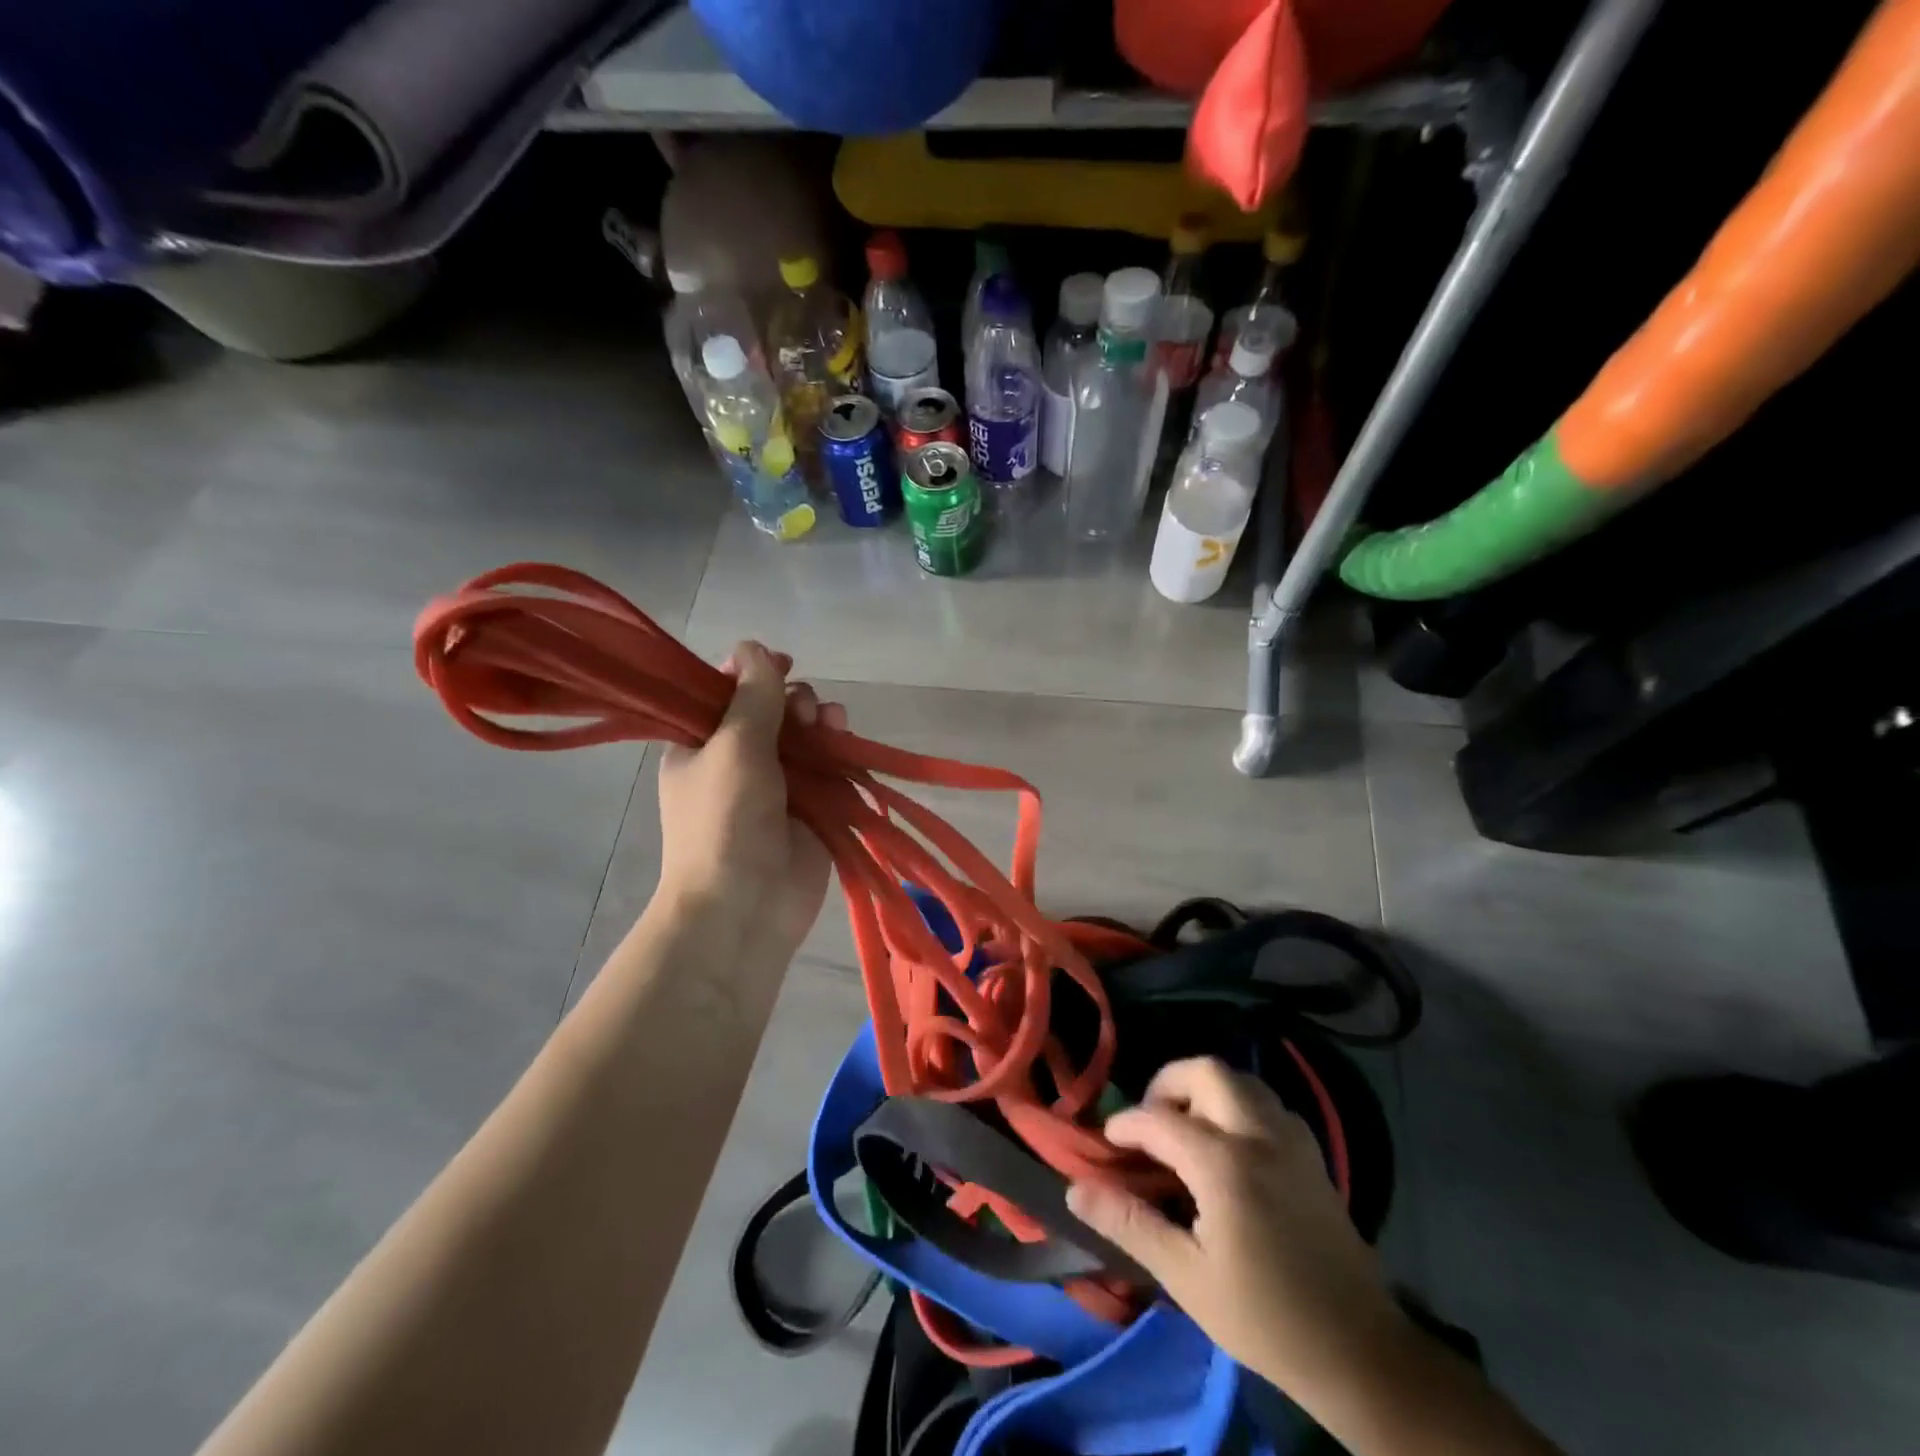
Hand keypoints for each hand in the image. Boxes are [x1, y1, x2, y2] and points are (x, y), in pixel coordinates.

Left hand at [655, 641, 843, 959]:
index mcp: (700, 745)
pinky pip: (828, 765)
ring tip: (827, 721)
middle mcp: (738, 760)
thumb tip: (752, 645)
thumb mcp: (732, 746)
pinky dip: (838, 748)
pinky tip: (844, 736)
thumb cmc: (725, 820)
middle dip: (790, 698)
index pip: (723, 693)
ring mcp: (777, 785)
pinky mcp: (812, 807)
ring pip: (804, 735)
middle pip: (771, 710)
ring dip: (818, 719)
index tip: (778, 662)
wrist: (746, 905)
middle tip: (799, 709)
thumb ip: (752, 695)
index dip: (750, 672)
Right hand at [1067, 1057, 1406, 1396]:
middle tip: (1151, 1120)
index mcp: (1224, 1164)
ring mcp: (1292, 1140)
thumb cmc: (1265, 1319)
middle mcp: (1259, 1135)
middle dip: (1168, 1084)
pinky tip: (1230, 1145)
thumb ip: (1129, 1224)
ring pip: (1242, 1080)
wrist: (1361, 1354)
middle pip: (1206, 1071)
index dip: (1126, 1125)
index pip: (1159, 1120)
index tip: (1108, 1143)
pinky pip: (1268, 1103)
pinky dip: (1239, 1105)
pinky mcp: (1313, 1154)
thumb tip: (1075, 1190)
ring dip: (1206, 1090)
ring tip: (1186, 1127)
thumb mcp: (1186, 1278)